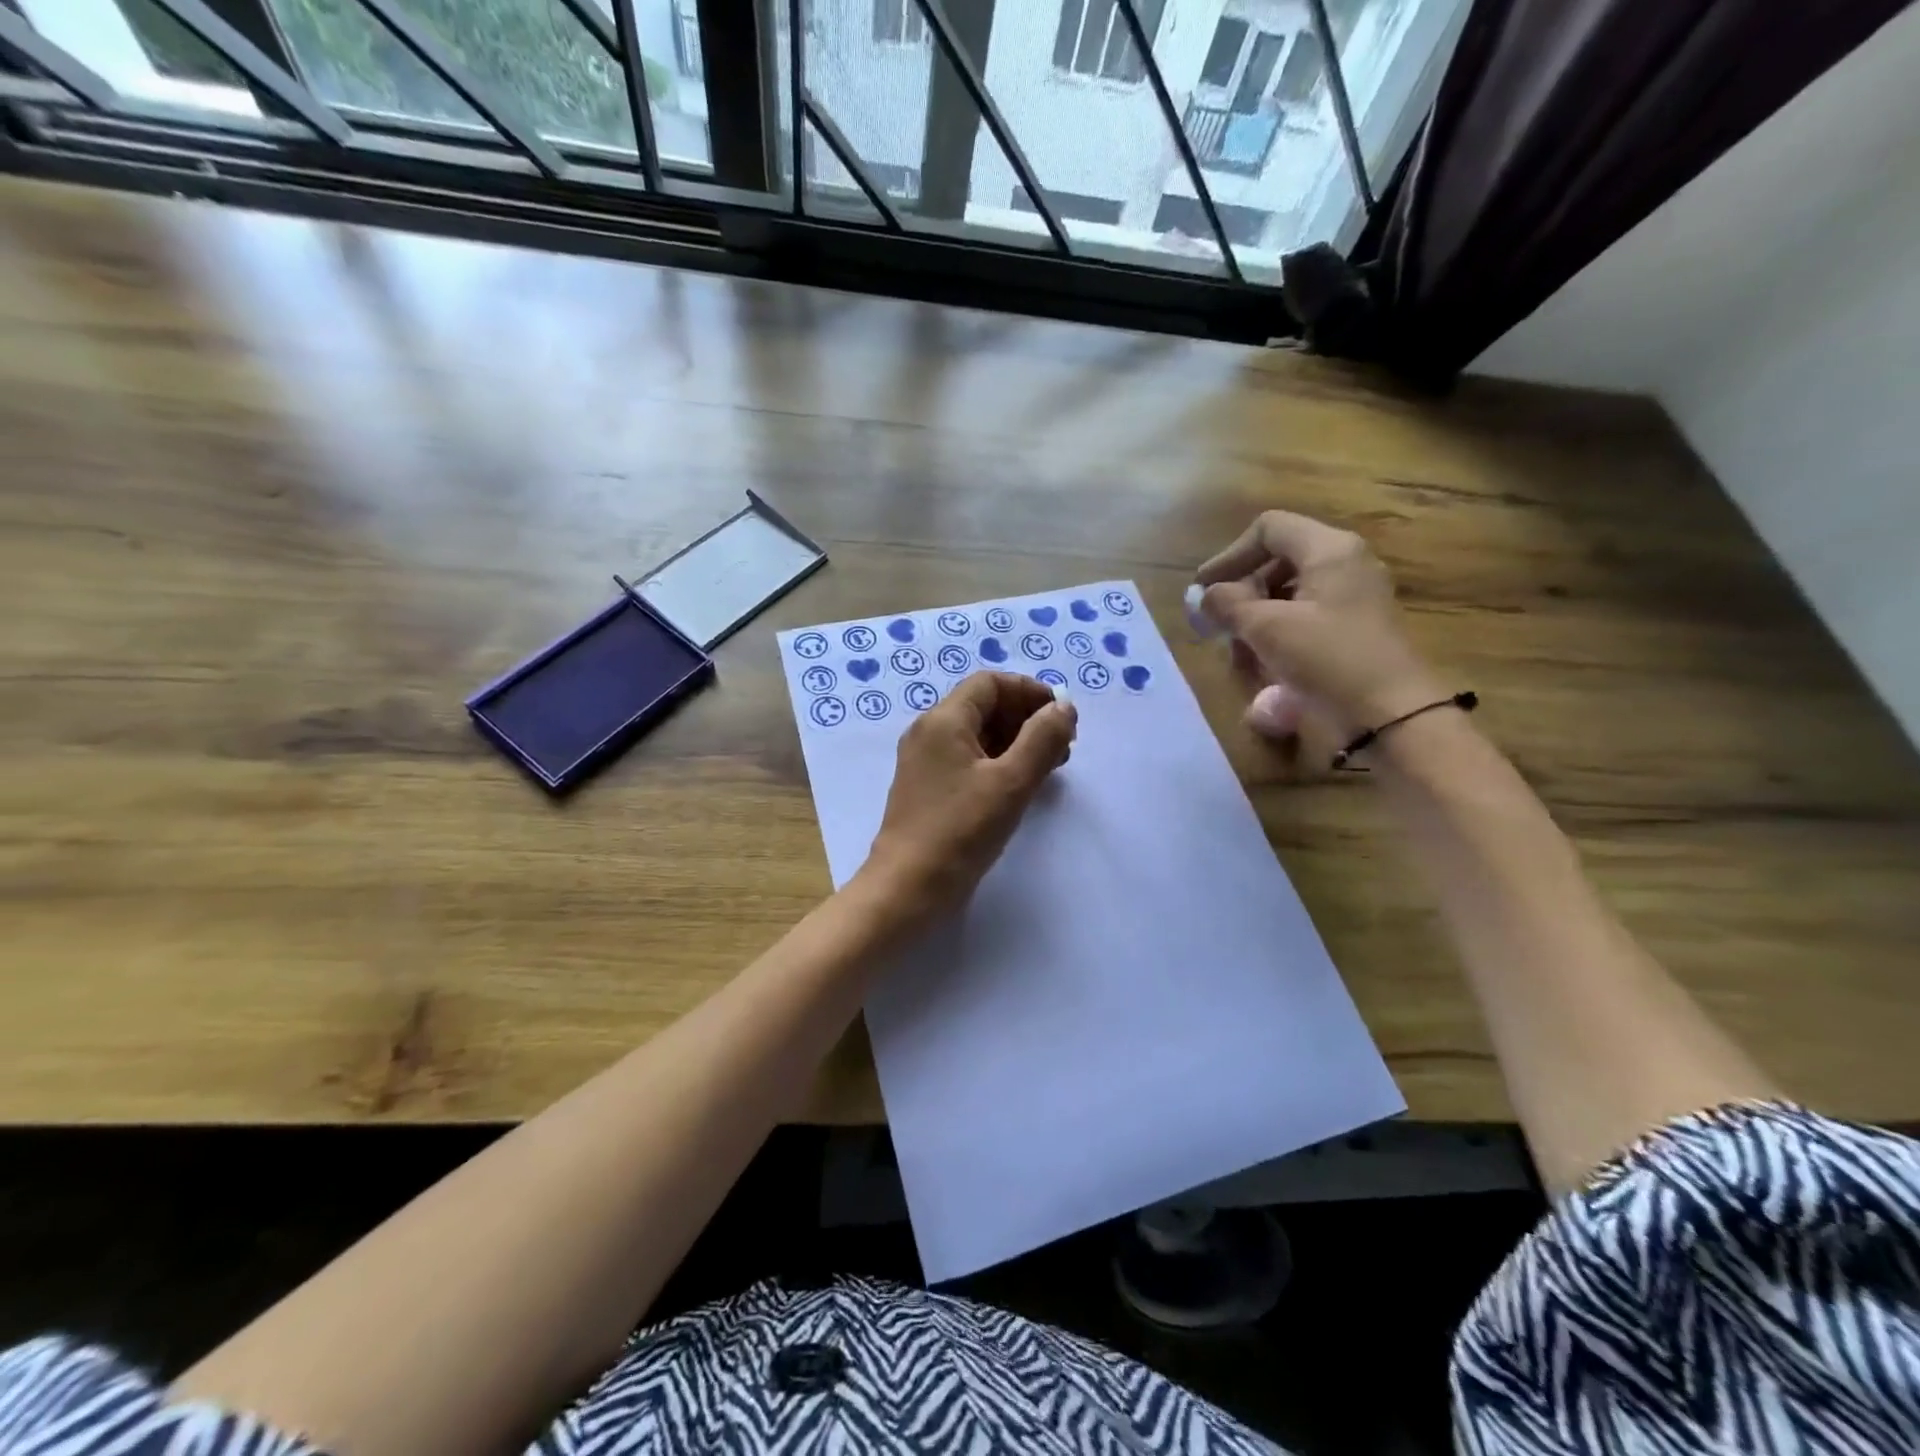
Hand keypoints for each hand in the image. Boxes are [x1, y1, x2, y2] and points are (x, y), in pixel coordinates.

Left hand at [860, 672, 1076, 919]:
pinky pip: (966, 760)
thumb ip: (1042, 739)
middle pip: (983, 706)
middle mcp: (929, 733)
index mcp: (943, 720)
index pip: (990, 683)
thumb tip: (1063, 708)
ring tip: (1049, 766)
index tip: (1061, 716)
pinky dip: (997, 762)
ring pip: (976, 735)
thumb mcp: (1011, 782)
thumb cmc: (960, 830)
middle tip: (1061, 746)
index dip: (1029, 692)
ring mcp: (925, 762)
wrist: (907, 887)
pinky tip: (1020, 785)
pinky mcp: (927, 788)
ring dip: (1015, 742)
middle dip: (1026, 718)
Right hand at [1195, 511, 1440, 744]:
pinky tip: (1264, 666)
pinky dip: (1278, 634)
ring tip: (1238, 654)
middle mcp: (1346, 564)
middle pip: (1277, 561)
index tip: (1204, 590)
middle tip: (1218, 625)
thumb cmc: (1327, 659)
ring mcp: (1354, 597)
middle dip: (1241, 592)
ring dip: (1255, 618)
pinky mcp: (1355, 628)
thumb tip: (1205, 596)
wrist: (1391, 714)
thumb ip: (1228, 604)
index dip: (1230, 556)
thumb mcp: (1267, 628)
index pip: (1268, 529)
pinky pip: (1306, 617)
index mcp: (1329, 550)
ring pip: (1289, 593)